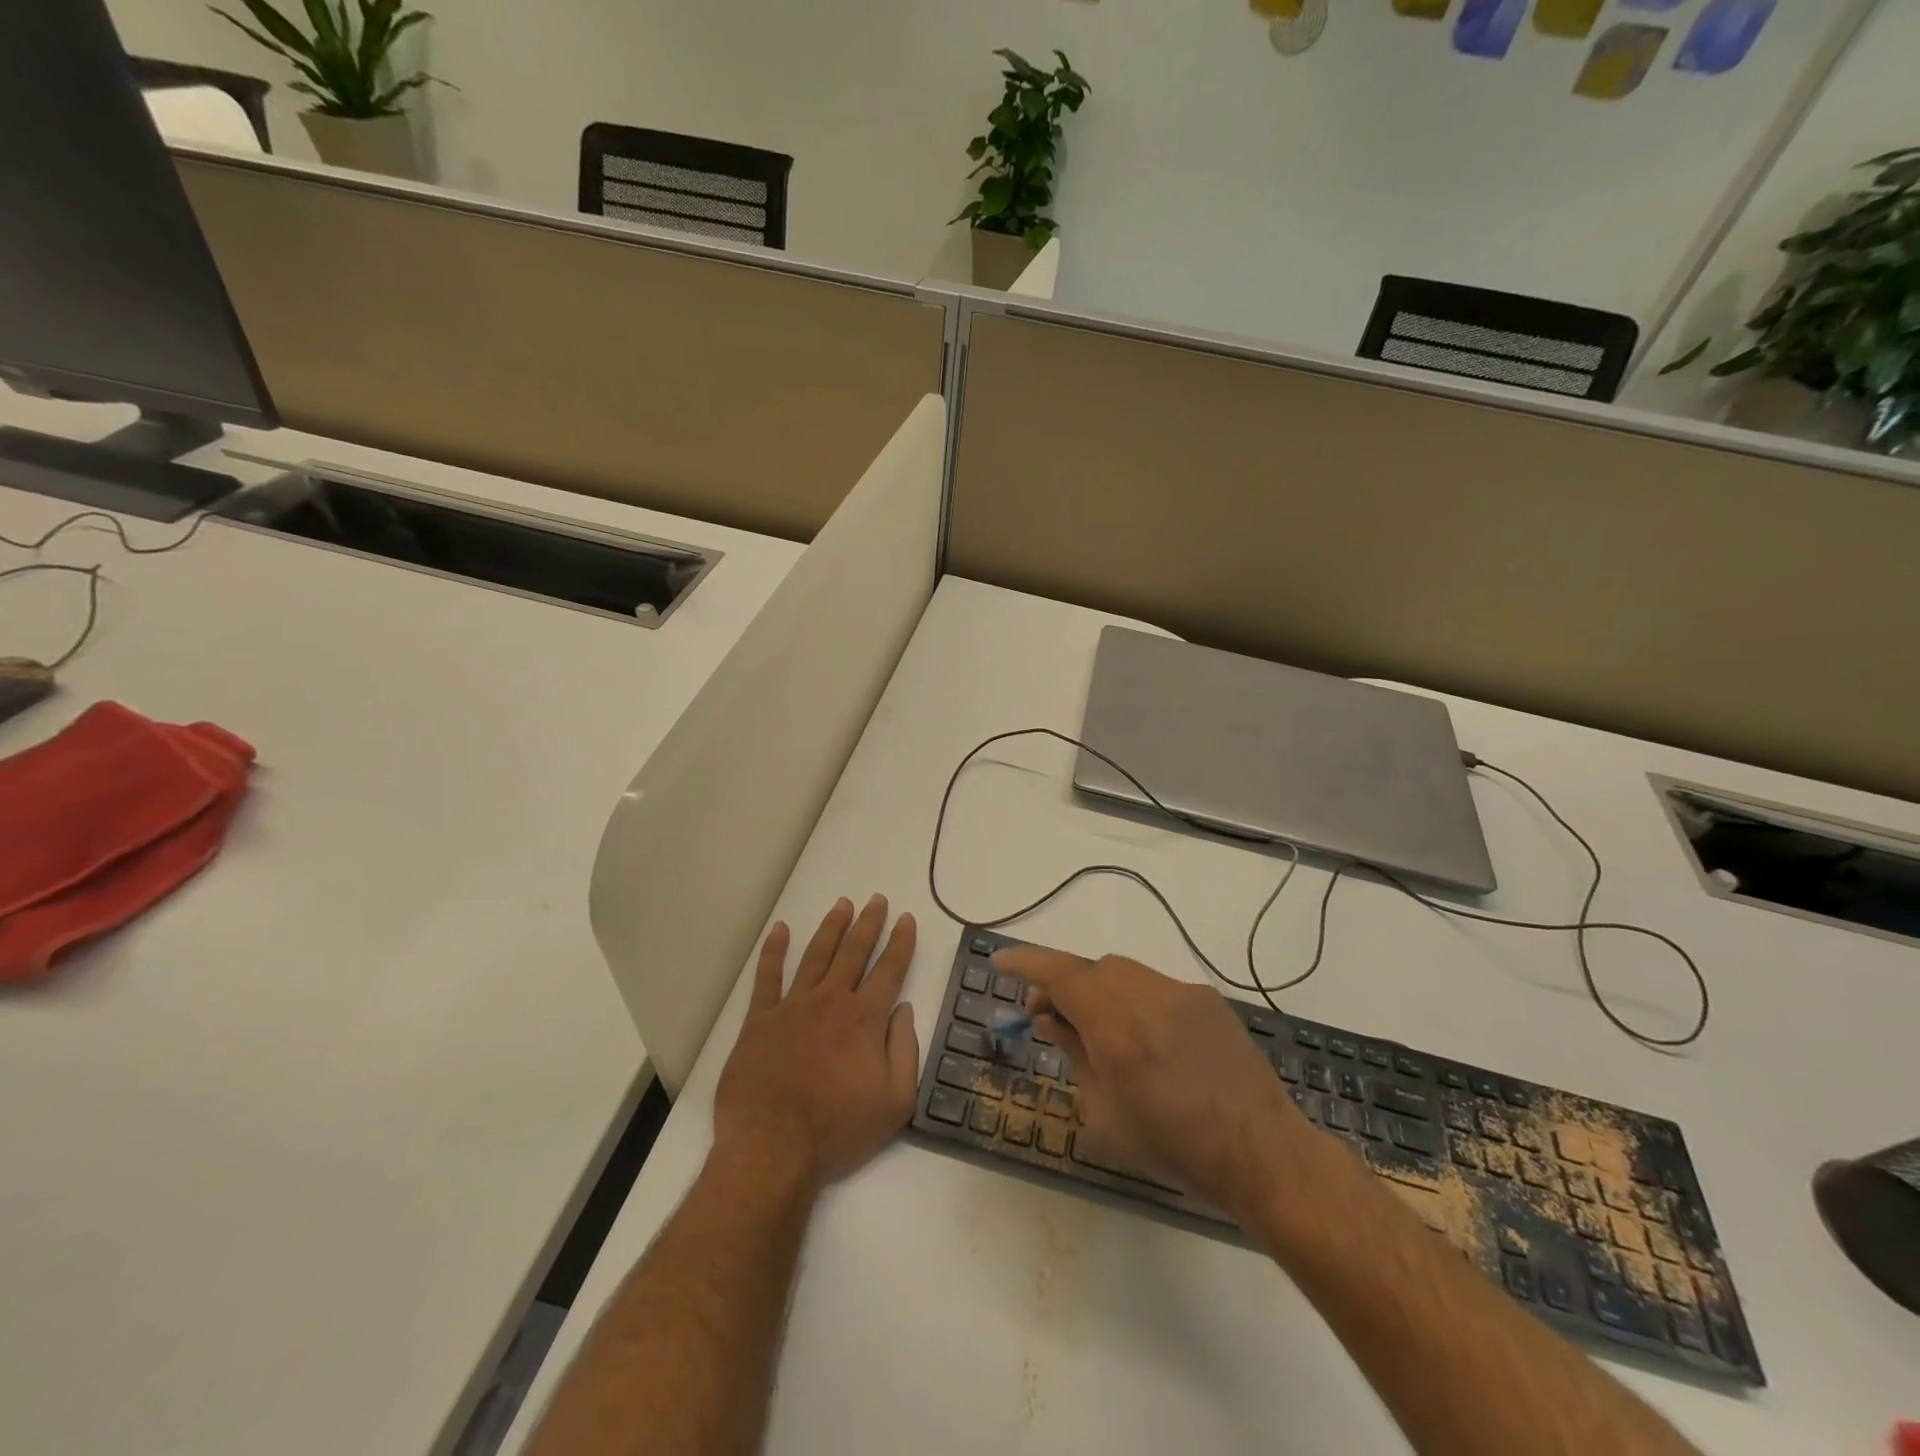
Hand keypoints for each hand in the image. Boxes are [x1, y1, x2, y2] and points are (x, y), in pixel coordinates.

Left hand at [714, 896, 919, 1192]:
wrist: (773, 1148)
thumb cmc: (838, 1129)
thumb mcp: (895, 1102)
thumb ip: (906, 1050)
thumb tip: (905, 1010)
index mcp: (865, 1019)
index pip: (890, 970)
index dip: (901, 942)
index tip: (906, 919)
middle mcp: (831, 1001)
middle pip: (854, 952)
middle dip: (868, 923)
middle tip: (877, 899)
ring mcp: (793, 1006)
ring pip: (817, 955)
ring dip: (832, 928)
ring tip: (842, 904)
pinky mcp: (760, 1020)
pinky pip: (768, 977)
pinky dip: (774, 951)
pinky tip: (781, 930)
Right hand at [994, 947, 1307, 1222]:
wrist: (1262, 1152)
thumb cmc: (1175, 1148)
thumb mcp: (1106, 1115)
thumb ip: (1074, 1056)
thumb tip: (1050, 1020)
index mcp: (1117, 1028)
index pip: (1059, 974)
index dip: (1026, 963)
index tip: (1000, 963)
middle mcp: (1147, 996)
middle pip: (1091, 969)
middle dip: (1064, 986)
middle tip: (1051, 1020)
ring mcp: (1181, 992)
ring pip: (1123, 973)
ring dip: (1099, 991)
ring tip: (1099, 1031)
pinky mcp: (1207, 999)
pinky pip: (1155, 986)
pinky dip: (1134, 1001)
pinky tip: (1146, 1040)